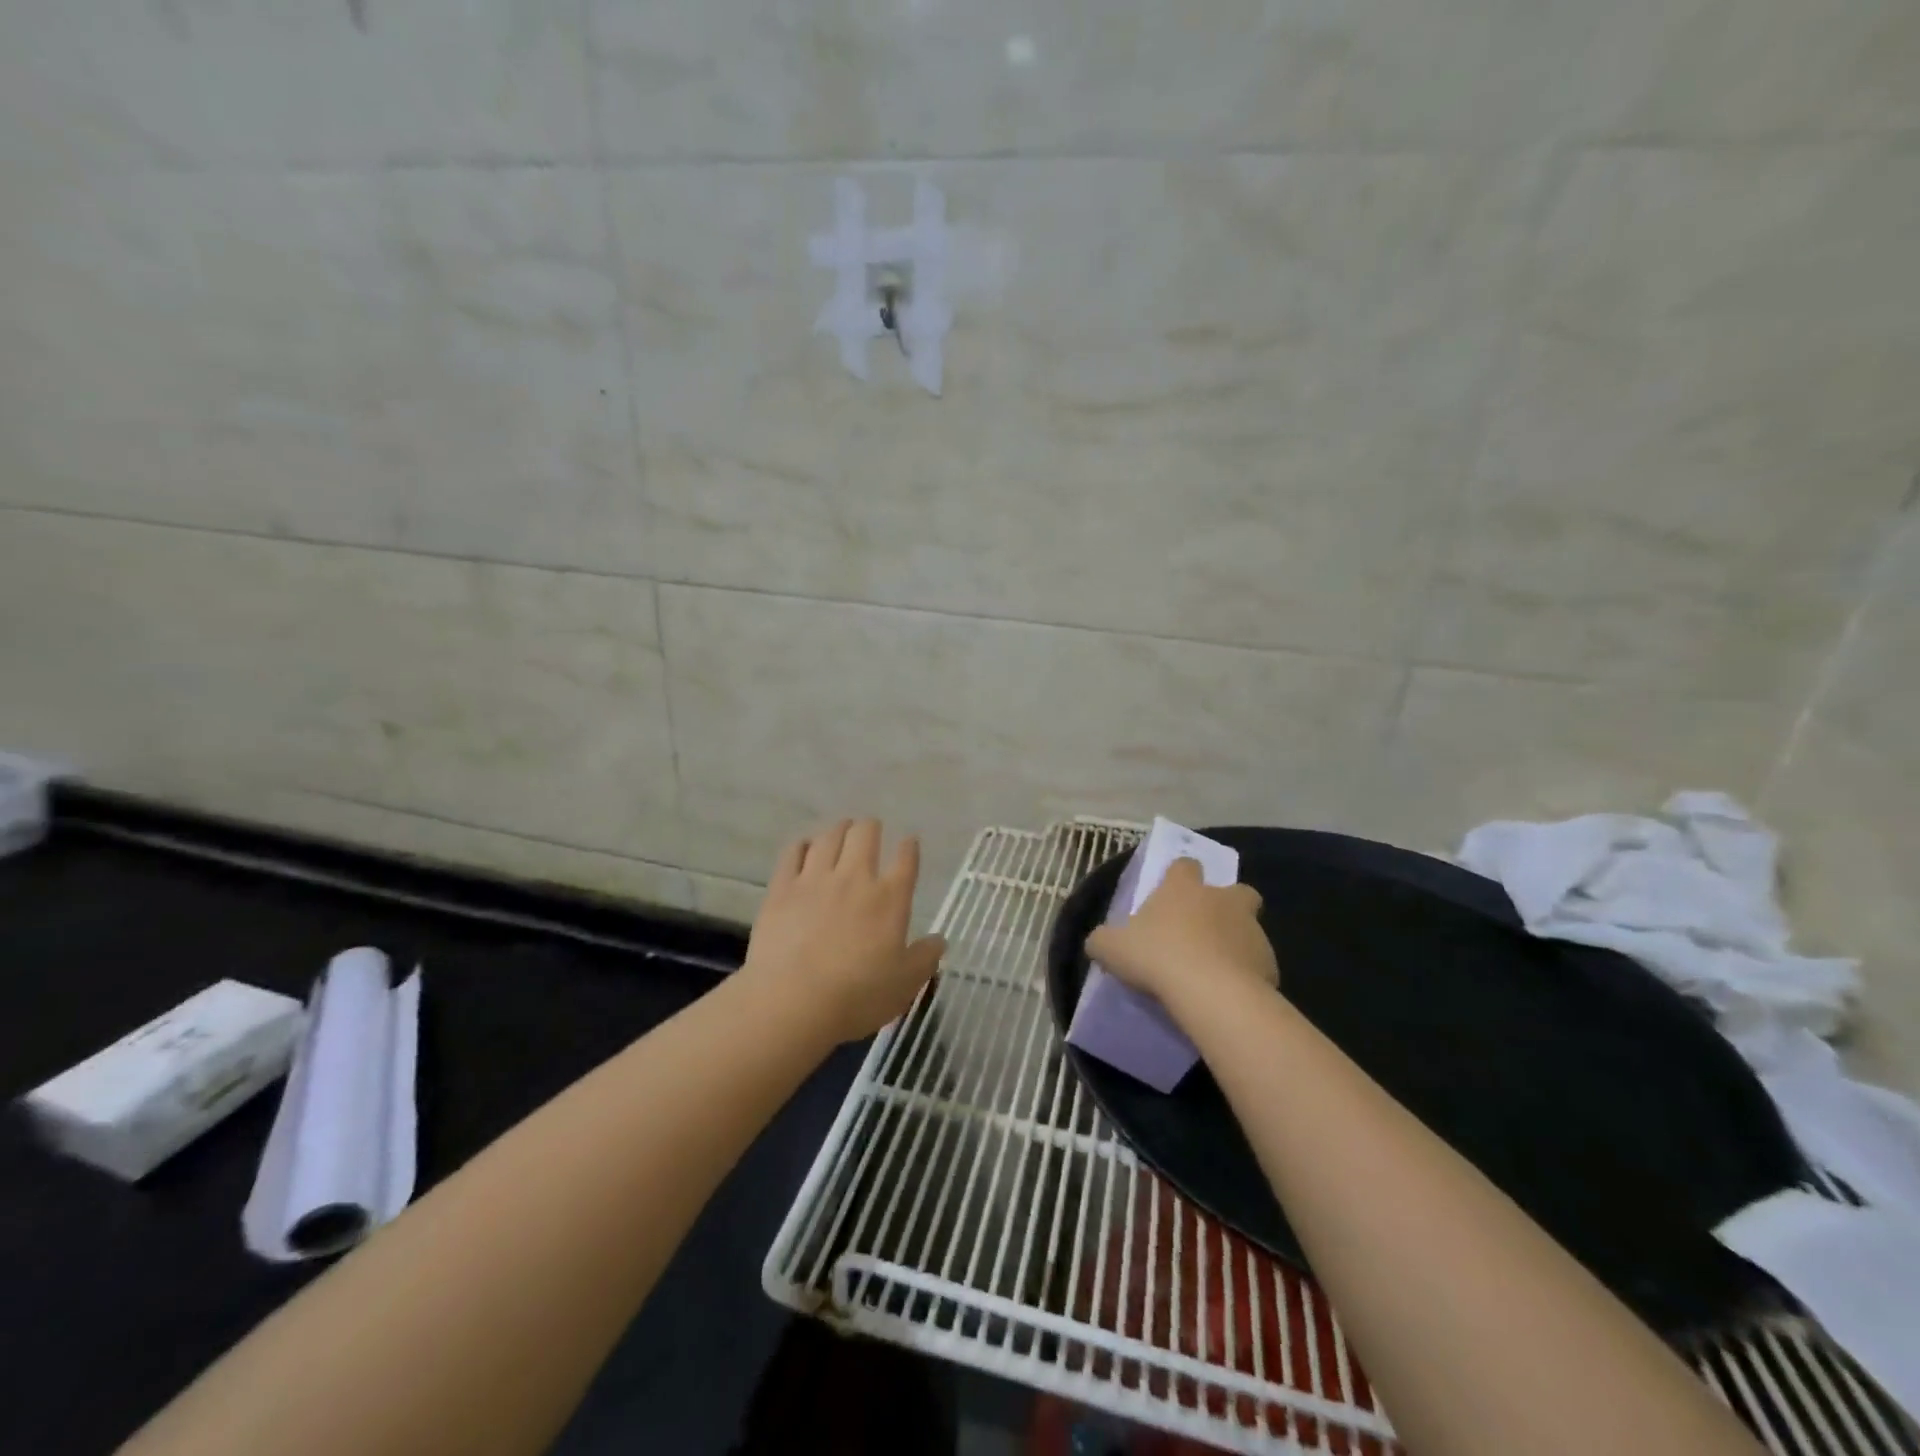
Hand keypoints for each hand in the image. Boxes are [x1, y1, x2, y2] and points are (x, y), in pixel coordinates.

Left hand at [743, 819, 945, 1043]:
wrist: (792, 1002)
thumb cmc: (857, 996)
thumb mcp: (905, 984)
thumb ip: (925, 958)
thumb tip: (940, 940)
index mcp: (890, 898)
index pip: (906, 860)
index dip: (909, 847)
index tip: (909, 842)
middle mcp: (855, 877)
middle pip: (865, 834)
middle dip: (871, 827)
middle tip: (871, 832)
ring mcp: (815, 879)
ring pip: (829, 837)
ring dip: (839, 830)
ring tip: (841, 831)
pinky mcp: (782, 888)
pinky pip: (793, 852)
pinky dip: (803, 845)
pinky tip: (805, 848)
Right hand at [1085, 857, 1276, 1011]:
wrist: (1210, 993)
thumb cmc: (1156, 957)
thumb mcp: (1111, 948)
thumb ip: (1103, 940)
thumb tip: (1098, 942)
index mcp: (1183, 888)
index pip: (1185, 866)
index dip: (1180, 877)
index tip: (1171, 893)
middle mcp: (1222, 900)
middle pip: (1236, 890)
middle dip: (1227, 903)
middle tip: (1208, 928)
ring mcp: (1250, 929)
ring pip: (1249, 927)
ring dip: (1236, 941)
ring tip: (1216, 969)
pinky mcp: (1269, 962)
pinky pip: (1257, 963)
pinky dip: (1247, 973)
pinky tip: (1230, 993)